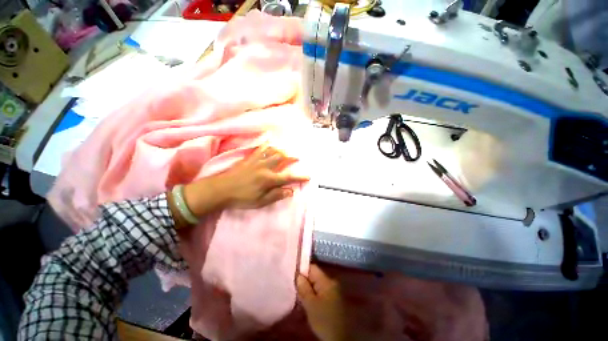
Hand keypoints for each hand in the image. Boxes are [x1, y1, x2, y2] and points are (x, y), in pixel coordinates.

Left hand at [211, 145, 308, 208]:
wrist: (220, 190)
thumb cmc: (241, 198)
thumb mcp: (260, 201)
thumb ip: (276, 195)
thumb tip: (290, 191)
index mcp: (268, 179)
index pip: (288, 177)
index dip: (299, 177)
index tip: (308, 177)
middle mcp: (265, 167)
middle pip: (281, 158)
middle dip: (291, 157)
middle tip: (297, 157)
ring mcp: (256, 161)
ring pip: (272, 151)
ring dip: (281, 150)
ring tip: (286, 151)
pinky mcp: (249, 158)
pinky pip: (260, 149)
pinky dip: (267, 145)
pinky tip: (270, 144)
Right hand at [297, 265, 347, 340]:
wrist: (339, 338)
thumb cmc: (324, 320)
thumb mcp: (310, 304)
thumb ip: (304, 288)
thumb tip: (298, 275)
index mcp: (327, 281)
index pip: (313, 268)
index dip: (302, 270)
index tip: (294, 278)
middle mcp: (332, 282)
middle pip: (315, 276)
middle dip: (305, 281)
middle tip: (296, 290)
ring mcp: (334, 291)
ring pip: (318, 284)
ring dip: (309, 289)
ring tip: (301, 297)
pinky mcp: (335, 299)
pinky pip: (322, 291)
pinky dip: (315, 295)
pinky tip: (309, 302)